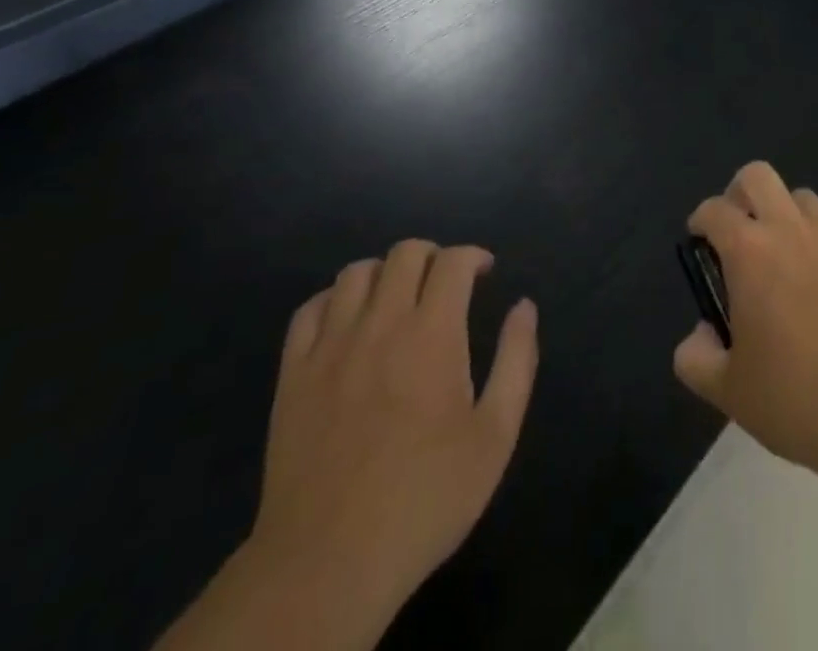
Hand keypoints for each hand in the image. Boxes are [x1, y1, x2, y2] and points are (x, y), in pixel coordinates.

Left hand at [248, 243, 537, 620]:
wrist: (328, 564)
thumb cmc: (425, 498)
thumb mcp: (495, 436)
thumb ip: (516, 361)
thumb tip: (524, 307)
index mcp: (432, 333)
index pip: (452, 261)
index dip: (473, 256)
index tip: (484, 273)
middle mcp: (380, 324)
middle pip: (405, 253)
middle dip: (433, 256)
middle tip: (445, 285)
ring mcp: (330, 347)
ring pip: (356, 272)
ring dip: (385, 273)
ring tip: (398, 301)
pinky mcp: (293, 374)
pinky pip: (310, 310)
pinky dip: (335, 300)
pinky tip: (349, 324)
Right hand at [673, 162, 817, 474]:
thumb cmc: (796, 397)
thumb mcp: (728, 391)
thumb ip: (696, 358)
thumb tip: (702, 334)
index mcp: (750, 252)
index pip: (714, 209)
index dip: (700, 221)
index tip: (699, 244)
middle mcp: (791, 232)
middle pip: (759, 176)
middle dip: (740, 193)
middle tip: (737, 231)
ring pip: (802, 199)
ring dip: (784, 215)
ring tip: (781, 259)